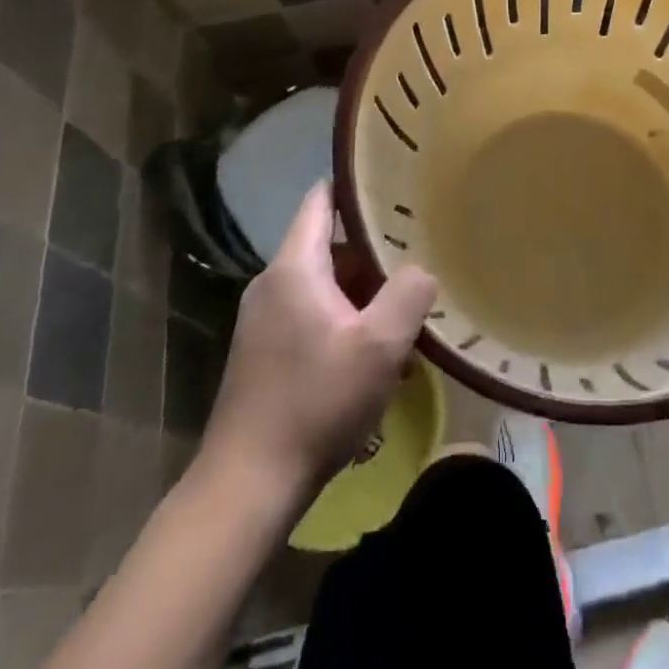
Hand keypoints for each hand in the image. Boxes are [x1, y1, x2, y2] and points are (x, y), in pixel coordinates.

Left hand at [195, 183, 436, 503]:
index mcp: (294, 267)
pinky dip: (345, 321)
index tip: (396, 182)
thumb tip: (421, 270)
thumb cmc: (315, 402)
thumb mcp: (379, 345)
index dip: (357, 185)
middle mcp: (273, 283)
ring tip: (407, 310)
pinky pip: (313, 316)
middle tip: (419, 254)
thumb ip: (409, 293)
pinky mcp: (265, 353)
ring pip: (325, 285)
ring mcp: (264, 320)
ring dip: (364, 294)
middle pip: (330, 245)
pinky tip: (376, 355)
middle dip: (374, 251)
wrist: (247, 486)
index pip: (322, 199)